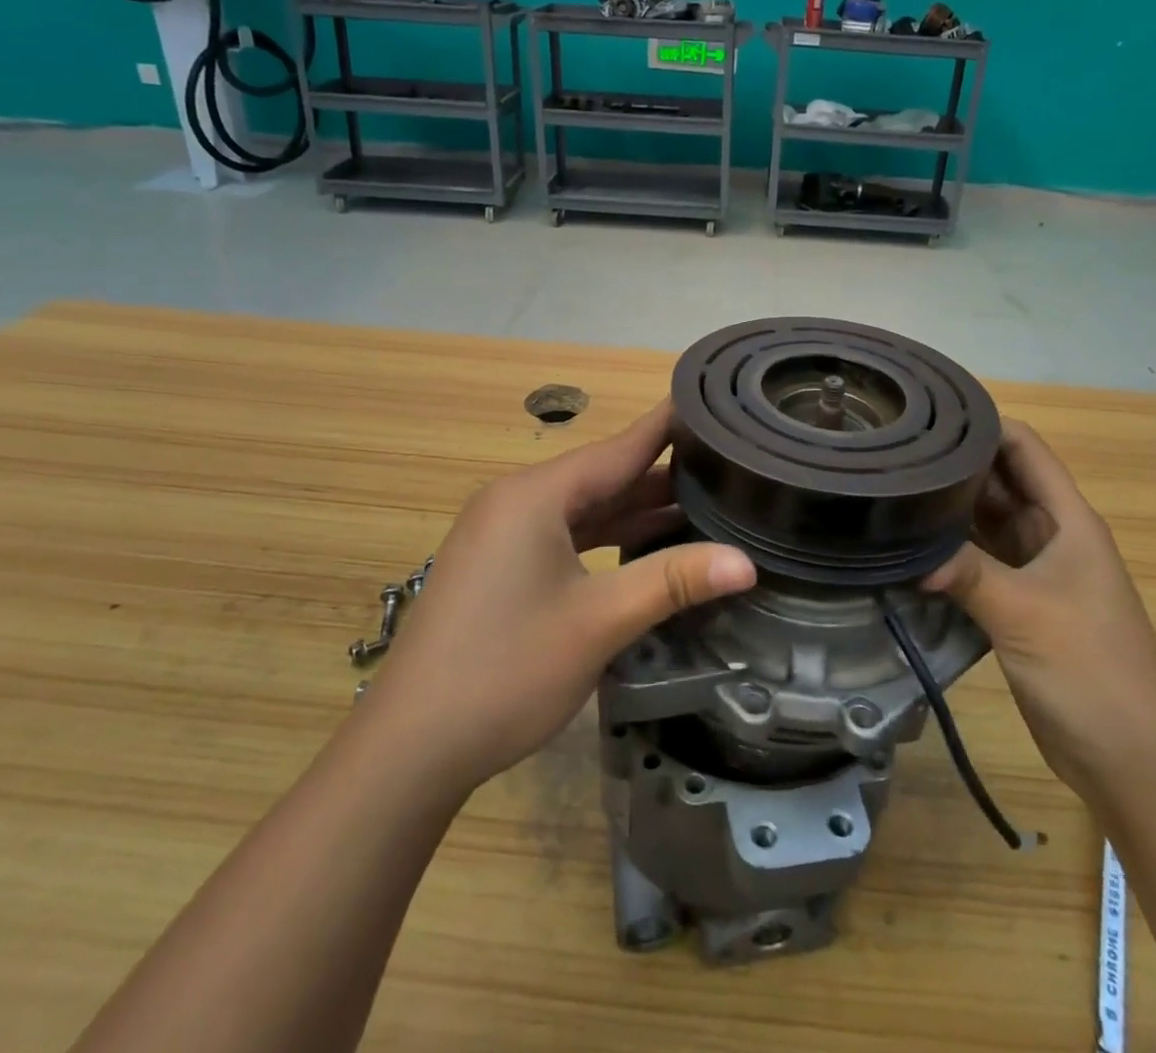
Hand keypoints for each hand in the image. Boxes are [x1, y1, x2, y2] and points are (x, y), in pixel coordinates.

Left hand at [367, 402, 755, 796]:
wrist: (409, 748)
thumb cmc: (505, 671)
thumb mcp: (598, 622)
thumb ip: (672, 582)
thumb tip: (746, 562)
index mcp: (534, 495)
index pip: (618, 447)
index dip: (668, 427)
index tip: (714, 407)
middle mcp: (516, 501)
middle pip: (602, 477)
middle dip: (662, 476)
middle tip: (727, 467)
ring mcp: (502, 535)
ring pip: (583, 509)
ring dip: (636, 511)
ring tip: (703, 505)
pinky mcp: (499, 566)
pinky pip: (564, 535)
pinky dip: (606, 539)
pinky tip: (646, 547)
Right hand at [926, 420, 1155, 794]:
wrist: (1131, 758)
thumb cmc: (1093, 671)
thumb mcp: (1027, 614)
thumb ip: (968, 574)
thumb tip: (907, 554)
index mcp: (1067, 520)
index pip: (1024, 448)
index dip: (983, 424)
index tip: (926, 416)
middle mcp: (1049, 535)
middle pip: (999, 480)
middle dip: (953, 464)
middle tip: (892, 453)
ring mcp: (1032, 570)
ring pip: (984, 521)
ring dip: (946, 508)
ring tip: (890, 489)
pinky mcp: (1016, 603)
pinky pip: (976, 561)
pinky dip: (947, 551)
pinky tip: (907, 545)